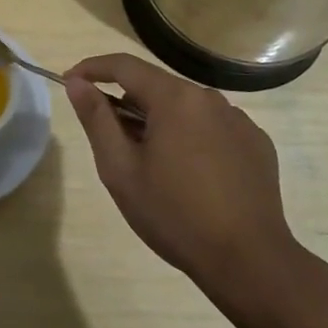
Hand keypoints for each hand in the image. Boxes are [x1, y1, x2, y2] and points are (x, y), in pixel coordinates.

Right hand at [65, 53, 302, 294]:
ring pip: (185, 108)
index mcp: (174, 98)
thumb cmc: (174, 215)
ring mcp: (239, 120)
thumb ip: (96, 119)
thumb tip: (77, 83)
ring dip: (161, 122)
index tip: (70, 81)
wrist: (249, 261)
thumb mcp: (120, 169)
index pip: (124, 65)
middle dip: (127, 103)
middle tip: (110, 140)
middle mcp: (209, 98)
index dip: (92, 69)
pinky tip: (191, 175)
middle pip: (156, 87)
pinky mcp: (257, 144)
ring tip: (152, 164)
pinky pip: (212, 127)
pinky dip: (192, 138)